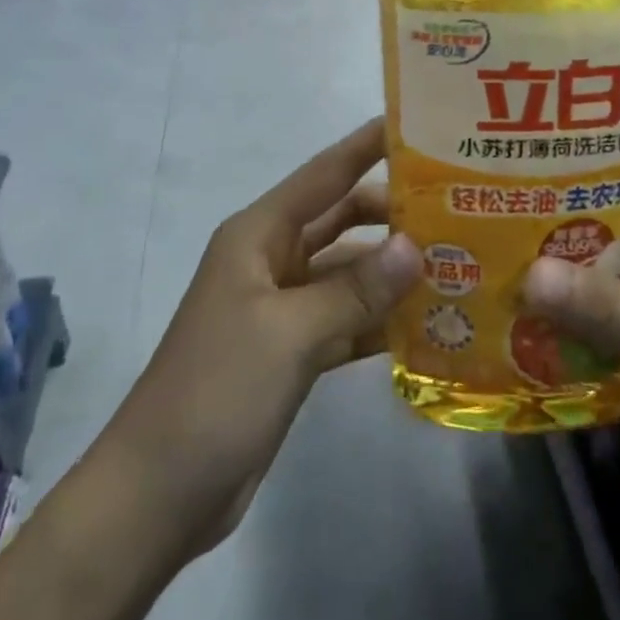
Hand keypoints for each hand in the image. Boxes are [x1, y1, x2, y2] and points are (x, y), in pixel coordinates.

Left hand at [107, 119, 421, 554]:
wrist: (159, 494)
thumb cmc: (216, 392)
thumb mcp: (289, 333)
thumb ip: (356, 289)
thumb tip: (417, 246)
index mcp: (259, 235)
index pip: (325, 175)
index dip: (367, 146)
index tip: (418, 125)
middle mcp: (272, 260)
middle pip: (342, 220)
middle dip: (393, 213)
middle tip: (459, 208)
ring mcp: (283, 307)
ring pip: (349, 272)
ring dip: (394, 270)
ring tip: (460, 264)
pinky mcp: (293, 351)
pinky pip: (346, 319)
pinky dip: (380, 319)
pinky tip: (429, 324)